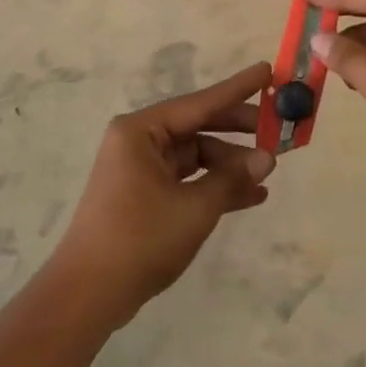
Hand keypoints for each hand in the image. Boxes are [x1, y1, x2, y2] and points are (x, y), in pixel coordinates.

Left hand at [50, 62, 276, 325]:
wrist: (89, 295)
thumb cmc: (140, 239)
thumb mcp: (194, 208)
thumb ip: (232, 179)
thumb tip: (267, 158)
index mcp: (141, 131)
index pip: (200, 102)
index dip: (237, 88)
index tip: (267, 71)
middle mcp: (139, 141)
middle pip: (198, 126)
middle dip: (238, 131)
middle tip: (276, 128)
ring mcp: (141, 169)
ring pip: (196, 156)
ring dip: (230, 166)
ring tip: (268, 174)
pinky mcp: (145, 195)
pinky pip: (188, 179)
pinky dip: (215, 186)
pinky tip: (251, 196)